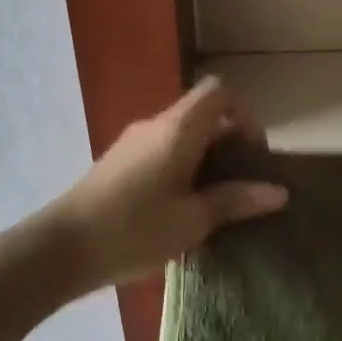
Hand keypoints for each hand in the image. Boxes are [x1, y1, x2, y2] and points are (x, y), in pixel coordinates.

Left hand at [46, 77, 287, 291]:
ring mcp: (133, 143)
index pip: (219, 92)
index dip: (245, 114)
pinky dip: (183, 168)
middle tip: (243, 186)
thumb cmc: (135, 230)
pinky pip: (162, 152)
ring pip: (182, 136)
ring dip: (206, 160)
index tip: (254, 154)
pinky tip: (183, 209)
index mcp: (178, 129)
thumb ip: (236, 200)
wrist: (62, 248)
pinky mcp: (119, 163)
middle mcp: (155, 126)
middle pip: (203, 115)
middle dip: (230, 143)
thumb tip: (279, 192)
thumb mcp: (193, 220)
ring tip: (217, 203)